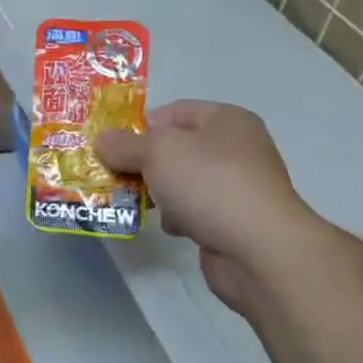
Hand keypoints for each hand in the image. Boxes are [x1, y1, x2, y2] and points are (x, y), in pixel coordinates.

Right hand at [95, 101, 321, 312]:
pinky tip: (170, 227)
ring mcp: (237, 187)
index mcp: (227, 120)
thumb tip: (101, 140)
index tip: (114, 146)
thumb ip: (124, 145)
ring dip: (158, 192)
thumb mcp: (157, 152)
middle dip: (144, 161)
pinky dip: (178, 217)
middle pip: (176, 147)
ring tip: (136, 202)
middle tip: (115, 174)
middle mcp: (237, 148)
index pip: (174, 111)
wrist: (260, 250)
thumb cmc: (210, 184)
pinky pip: (194, 210)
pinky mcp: (233, 221)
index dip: (141, 125)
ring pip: (182, 181)